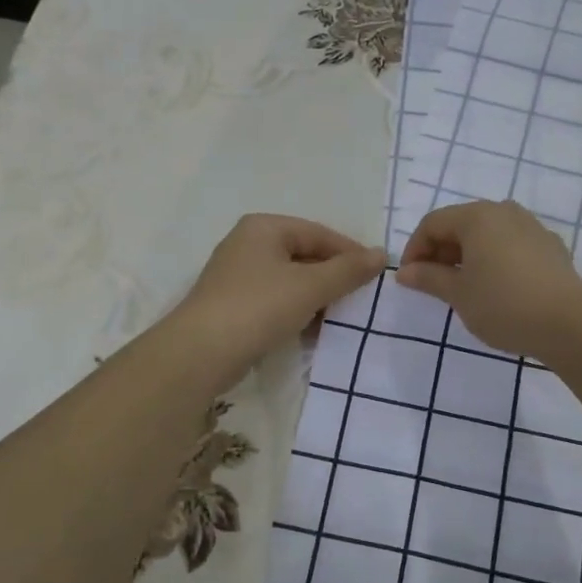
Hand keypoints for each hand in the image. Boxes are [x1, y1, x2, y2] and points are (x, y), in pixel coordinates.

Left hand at [171, 215, 385, 387]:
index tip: (376, 276)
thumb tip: (381, 254)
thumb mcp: (310, 287)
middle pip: (304, 255)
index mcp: (264, 227)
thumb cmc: (258, 307)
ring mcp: (237, 276)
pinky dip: (296, 312)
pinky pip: (275, 301)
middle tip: (361, 299)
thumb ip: (348, 270)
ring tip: (341, 318)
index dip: (350, 252)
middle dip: (333, 278)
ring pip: (290, 281)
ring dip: (316, 298)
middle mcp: (248, 244)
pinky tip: (313, 332)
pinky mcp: (233, 306)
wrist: (200, 354)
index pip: (319, 233)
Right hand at [396, 200, 581, 357]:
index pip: (433, 223)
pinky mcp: (551, 247)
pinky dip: (495, 259)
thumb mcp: (459, 294)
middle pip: (461, 224)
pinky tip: (497, 287)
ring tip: (464, 286)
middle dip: (441, 251)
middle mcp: (505, 211)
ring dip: (468, 255)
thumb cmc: (503, 304)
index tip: (409, 278)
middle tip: (433, 284)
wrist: (569, 323)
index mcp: (477, 216)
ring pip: (488, 234)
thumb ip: (429, 278)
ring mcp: (532, 227)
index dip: (414, 249)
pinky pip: (512, 245)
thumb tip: (405, 272)